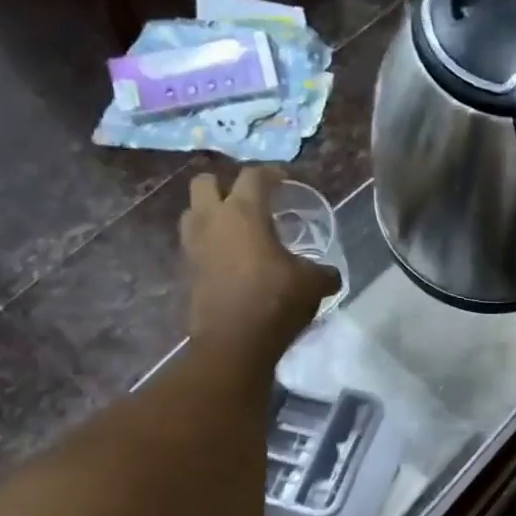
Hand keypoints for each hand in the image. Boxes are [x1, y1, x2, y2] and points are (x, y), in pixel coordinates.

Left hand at [181, 168, 338, 356]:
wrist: (234, 342)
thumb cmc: (276, 301)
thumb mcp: (314, 284)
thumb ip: (323, 271)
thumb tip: (329, 273)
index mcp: (244, 213)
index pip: (254, 176)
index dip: (272, 173)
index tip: (285, 180)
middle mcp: (212, 220)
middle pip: (206, 182)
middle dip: (226, 185)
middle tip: (250, 200)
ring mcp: (193, 245)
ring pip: (194, 211)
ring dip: (212, 213)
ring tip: (236, 228)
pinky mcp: (186, 269)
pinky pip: (195, 243)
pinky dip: (210, 243)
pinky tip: (231, 259)